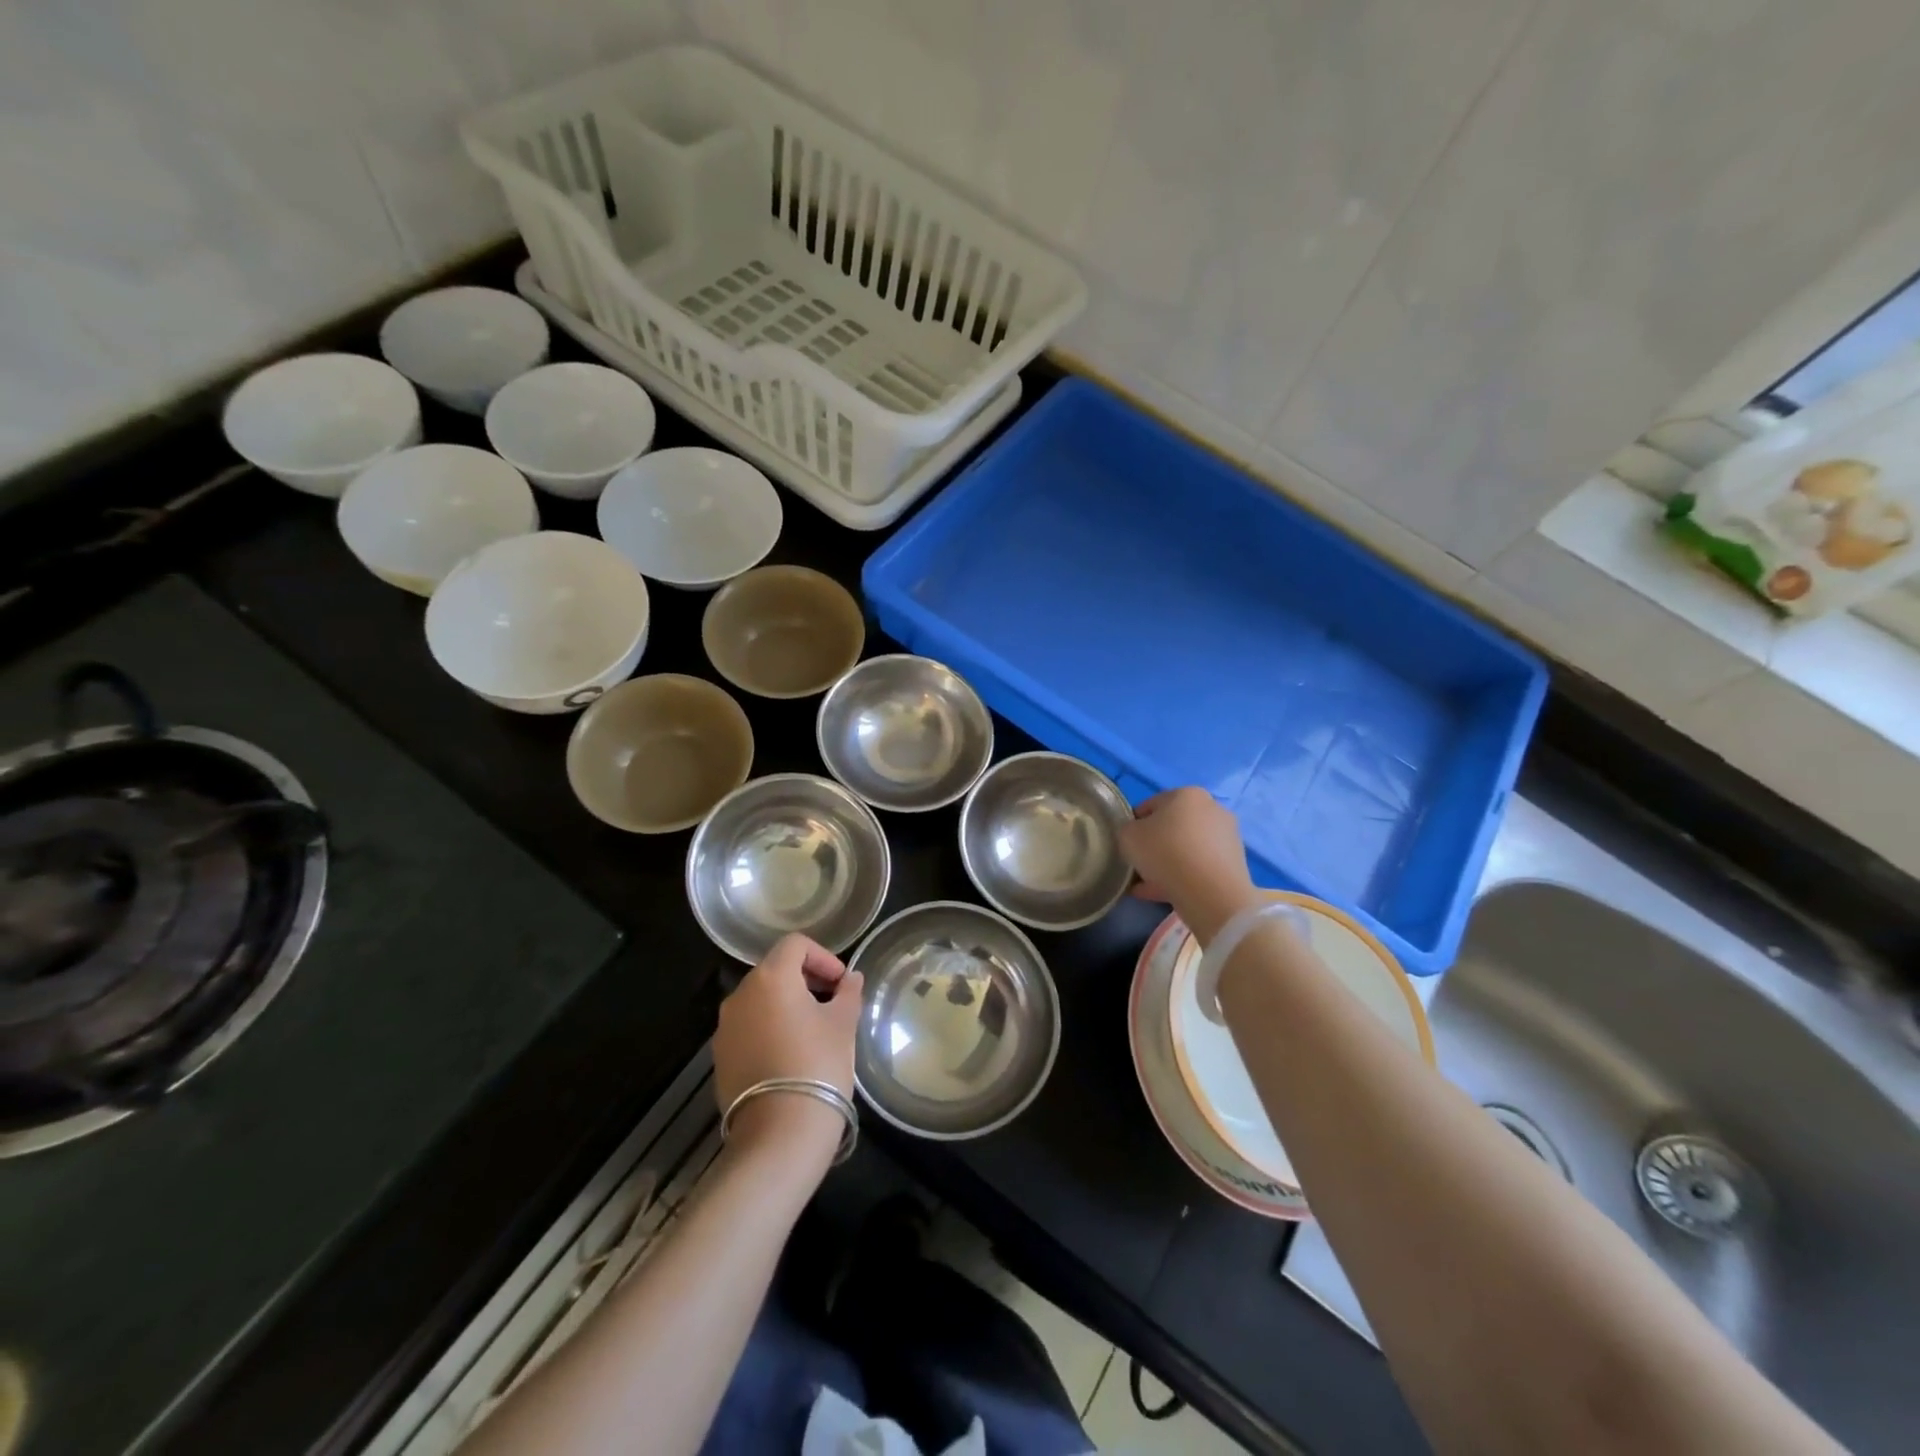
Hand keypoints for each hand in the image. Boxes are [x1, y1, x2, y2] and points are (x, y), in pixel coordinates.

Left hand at [714, 934, 863, 1161]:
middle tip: (832, 1003)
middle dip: (805, 980)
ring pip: (760, 1000)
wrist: (779, 1134)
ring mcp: (725, 1028)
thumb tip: (851, 979)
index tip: (841, 983)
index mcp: (771, 978)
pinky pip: (748, 1028)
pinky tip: (790, 1055)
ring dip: (786, 1005)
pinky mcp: (720, 1057)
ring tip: (813, 1031)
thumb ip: (848, 993)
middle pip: (775, 970)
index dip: (823, 956)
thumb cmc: (818, 1065)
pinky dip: (769, 1029)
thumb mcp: (843, 1024)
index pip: (795, 945)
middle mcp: (740, 995)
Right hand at [1116, 787, 1260, 944]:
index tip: (1126, 845)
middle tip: (1138, 865)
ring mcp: (1226, 836)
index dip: (1133, 825)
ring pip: (1186, 849)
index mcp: (1187, 794)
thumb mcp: (1128, 836)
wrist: (1211, 893)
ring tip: (1148, 885)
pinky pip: (1199, 866)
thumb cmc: (1166, 853)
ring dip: (1167, 863)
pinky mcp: (1234, 862)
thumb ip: (1127, 830)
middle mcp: (1211, 808)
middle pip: (1172, 827)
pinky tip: (1165, 893)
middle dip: (1154, 845)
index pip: (1150, 805)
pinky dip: (1183, 876)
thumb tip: (1136, 835)